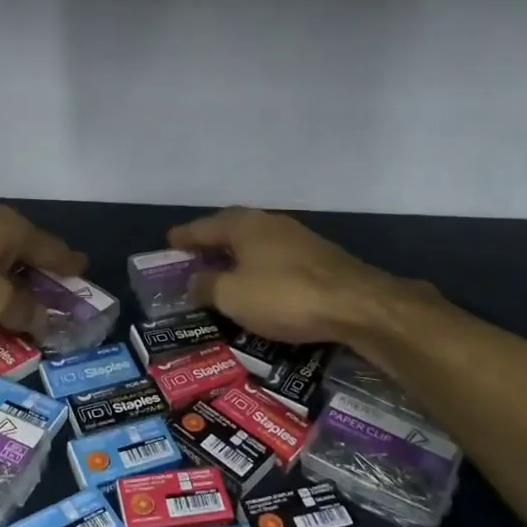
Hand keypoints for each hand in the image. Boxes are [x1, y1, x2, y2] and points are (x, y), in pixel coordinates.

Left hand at [0, 205, 85, 335]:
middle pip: (23, 249)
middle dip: (38, 270)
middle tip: (55, 289)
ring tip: (18, 296)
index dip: (68, 262)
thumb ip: (24, 309)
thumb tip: (48, 319)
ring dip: (8, 277)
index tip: (84, 268)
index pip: (51, 248)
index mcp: (11, 229)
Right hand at [169, 207, 410, 344]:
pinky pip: (275, 256)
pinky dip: (259, 265)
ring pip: (255, 241)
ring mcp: (297, 237)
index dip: (184, 237)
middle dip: (211, 241)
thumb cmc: (284, 296)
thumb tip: (193, 281)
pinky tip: (259, 281)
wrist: (356, 304)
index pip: (203, 227)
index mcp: (242, 225)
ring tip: (223, 269)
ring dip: (237, 253)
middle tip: (194, 255)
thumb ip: (206, 286)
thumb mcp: (232, 297)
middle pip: (231, 228)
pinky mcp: (318, 257)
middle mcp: (268, 223)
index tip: (169, 242)